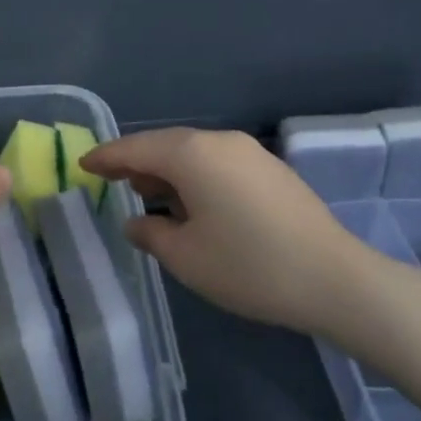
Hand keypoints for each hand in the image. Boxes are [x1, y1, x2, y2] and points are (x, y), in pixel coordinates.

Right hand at [82, 127, 368, 333]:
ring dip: (167, 171)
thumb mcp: (186, 258)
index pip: (135, 148)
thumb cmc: (249, 266)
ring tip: (148, 196)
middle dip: (135, 162)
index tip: (83, 165)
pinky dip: (194, 176)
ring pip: (192, 153)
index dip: (106, 157)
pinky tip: (193, 203)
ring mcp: (248, 152)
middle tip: (111, 181)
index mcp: (191, 154)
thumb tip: (136, 222)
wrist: (337, 280)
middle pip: (164, 145)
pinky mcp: (270, 169)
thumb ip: (150, 234)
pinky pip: (217, 162)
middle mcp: (218, 141)